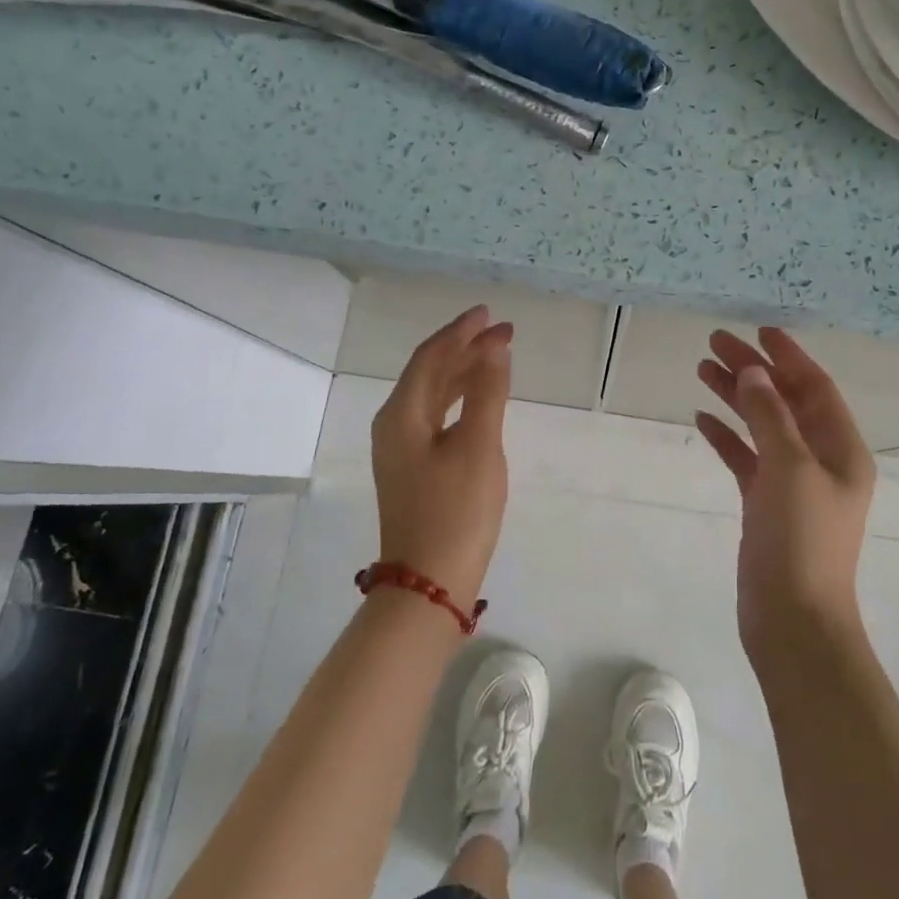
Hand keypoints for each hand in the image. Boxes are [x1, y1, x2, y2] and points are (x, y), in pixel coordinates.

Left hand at [370, 305, 513, 612]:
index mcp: (401, 415)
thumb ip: (488, 393)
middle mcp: (394, 426)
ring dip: (464, 373)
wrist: (429, 584)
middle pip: (429, 373)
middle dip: (466, 349)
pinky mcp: (414, 469)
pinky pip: (437, 418)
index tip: (490, 314)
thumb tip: (495, 346)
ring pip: (434, 396)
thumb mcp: (479, 447)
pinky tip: (481, 402)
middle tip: (504, 332)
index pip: (430, 357)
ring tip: (498, 357)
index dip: (460, 332)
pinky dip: (461, 401)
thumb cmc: (457, 512)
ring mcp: (401, 450)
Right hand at [695, 328, 876, 655]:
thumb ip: (770, 416)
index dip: (789, 357)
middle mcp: (820, 461)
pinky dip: (727, 438)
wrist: (793, 621)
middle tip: (715, 344)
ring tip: (702, 369)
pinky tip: (702, 419)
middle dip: (754, 371)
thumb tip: (755, 372)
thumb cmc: (801, 541)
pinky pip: (746, 459)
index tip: (760, 330)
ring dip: (736, 398)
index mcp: (841, 450)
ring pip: (762, 427)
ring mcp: (792, 484)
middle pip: (784, 402)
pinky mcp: (765, 505)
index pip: (815, 388)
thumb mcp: (789, 469)